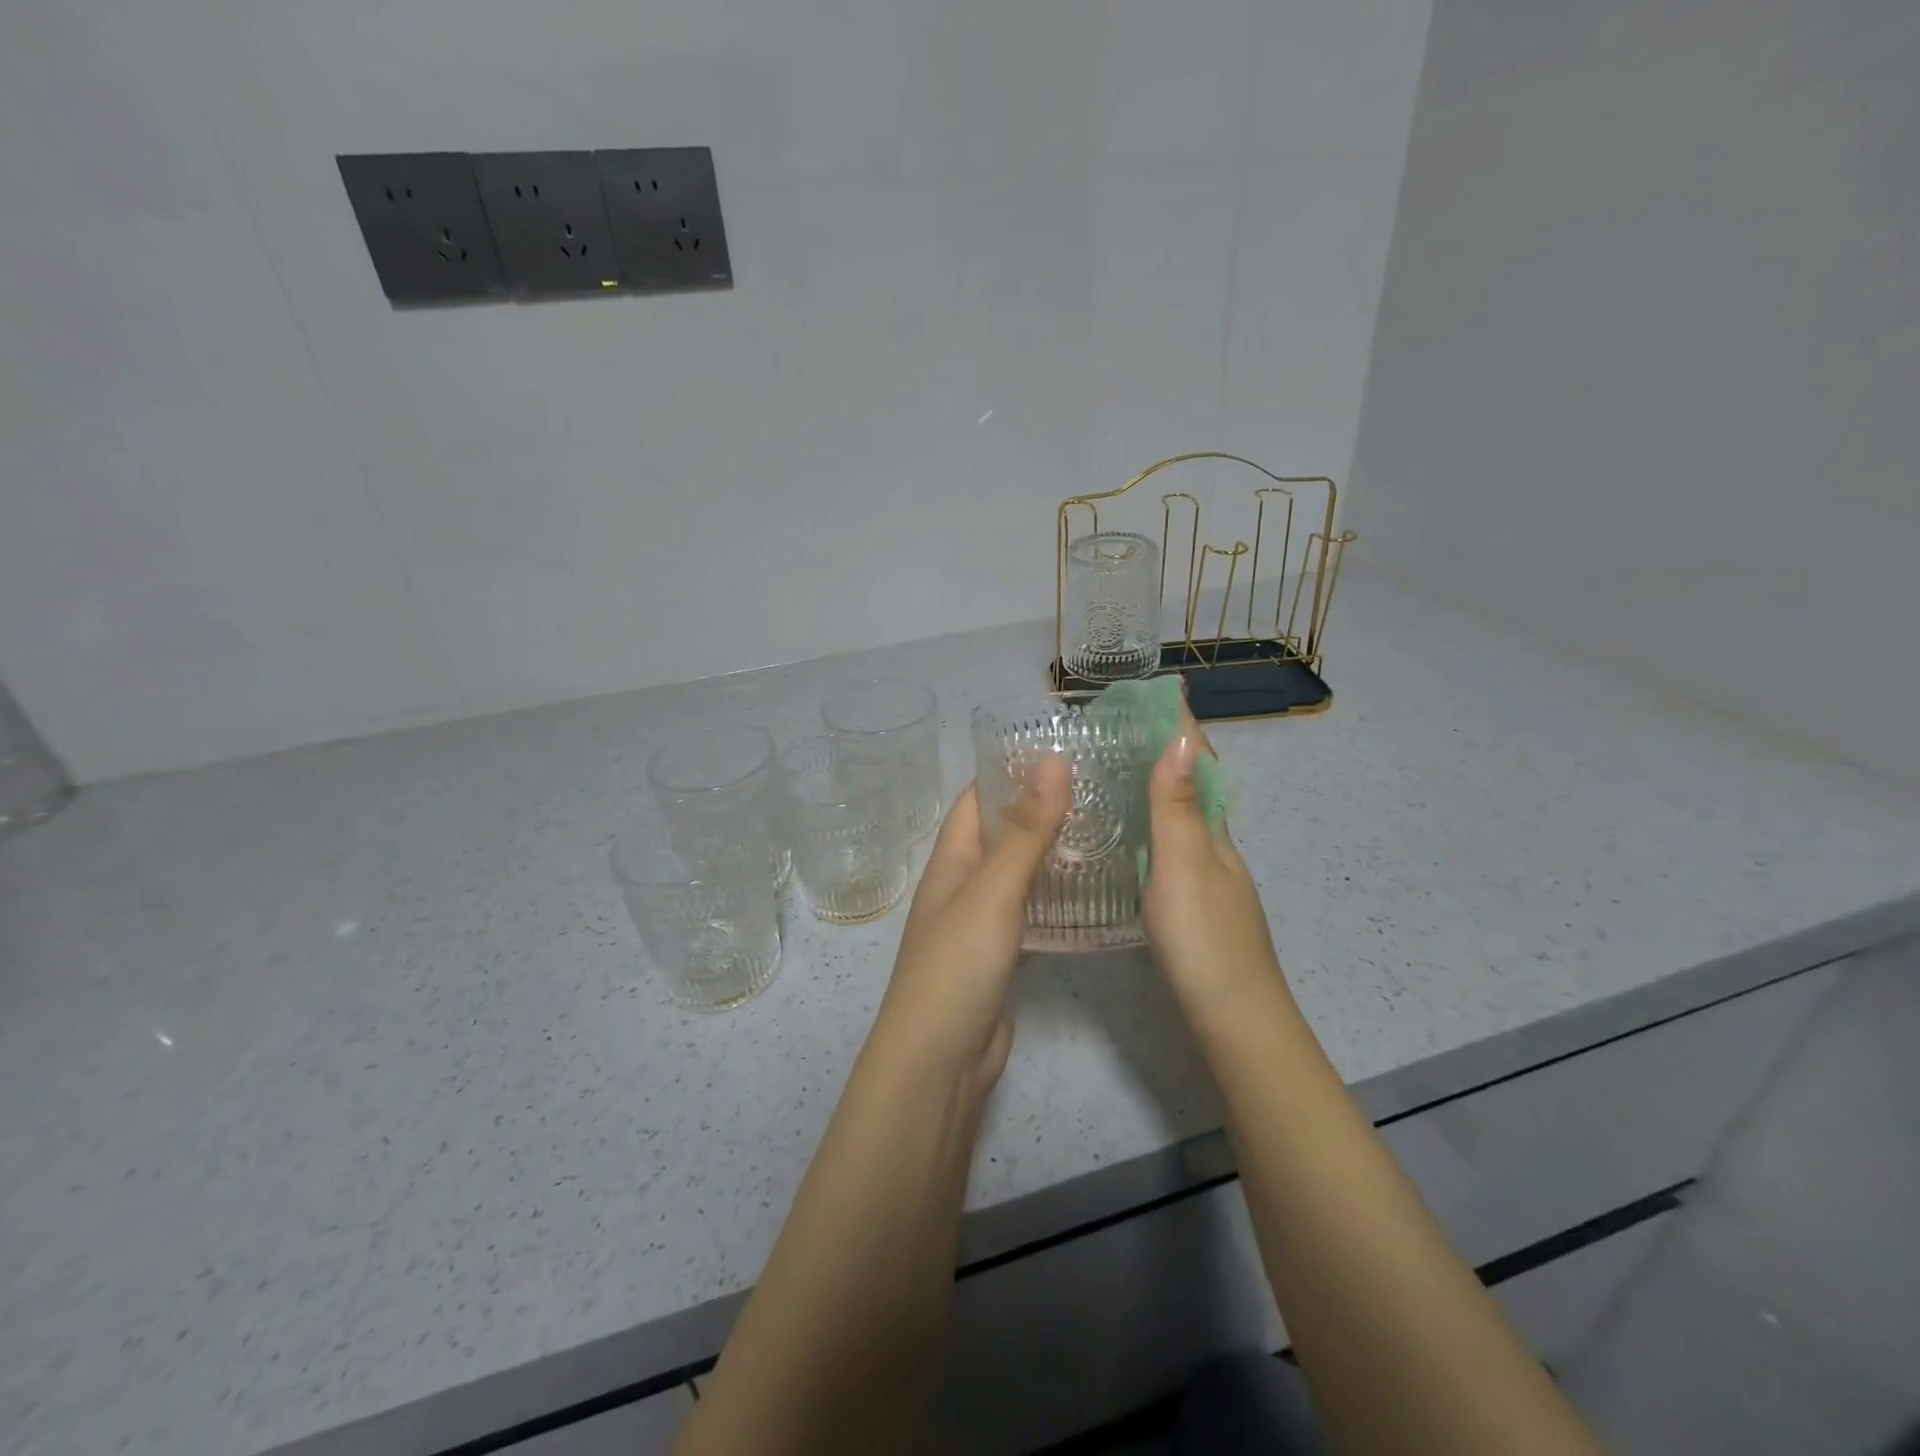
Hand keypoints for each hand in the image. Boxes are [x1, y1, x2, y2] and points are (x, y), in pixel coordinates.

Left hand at [872, 760, 1071, 1091]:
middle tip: (1101, 787)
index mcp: (951, 858)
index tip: (1067, 749)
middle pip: (1001, 830)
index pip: (978, 795)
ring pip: (1018, 869)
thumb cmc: (957, 967)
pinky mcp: (1002, 952)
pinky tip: (1090, 886)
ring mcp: (982, 919)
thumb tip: (1053, 761)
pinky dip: (1054, 891)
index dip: (1013, 769)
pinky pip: (1029, 907)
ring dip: (1051, 848)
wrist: (940, 1063)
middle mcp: (963, 881)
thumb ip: (1024, 831)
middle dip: (1042, 806)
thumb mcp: (992, 892)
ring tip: (1106, 826)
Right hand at [1141, 703, 1287, 1011]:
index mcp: (1213, 831)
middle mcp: (1215, 847)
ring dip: (1157, 787)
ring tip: (1114, 770)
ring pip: (1182, 817)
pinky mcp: (1194, 903)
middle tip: (1120, 727)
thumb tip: (1181, 737)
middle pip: (1193, 787)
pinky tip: (1128, 836)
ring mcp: (1208, 877)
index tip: (1160, 692)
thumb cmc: (1204, 938)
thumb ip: (1177, 807)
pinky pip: (1171, 845)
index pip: (1200, 764)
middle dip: (1165, 751)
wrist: (1233, 1018)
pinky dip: (1151, 825)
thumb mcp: (1183, 866)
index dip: (1182, 728)